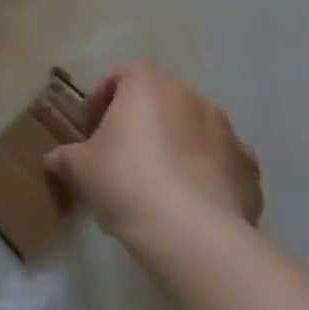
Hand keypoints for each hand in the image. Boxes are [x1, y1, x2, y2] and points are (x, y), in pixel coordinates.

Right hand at [44, 62, 261, 250]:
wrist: (194, 235)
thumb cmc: (126, 182)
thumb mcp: (77, 168)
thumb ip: (64, 156)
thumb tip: (56, 160)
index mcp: (148, 86)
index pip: (125, 74)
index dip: (106, 97)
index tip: (94, 126)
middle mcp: (192, 98)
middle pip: (162, 100)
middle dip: (143, 121)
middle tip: (123, 153)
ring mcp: (229, 134)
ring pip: (195, 131)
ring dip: (178, 146)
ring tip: (160, 183)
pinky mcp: (251, 172)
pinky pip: (222, 164)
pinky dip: (208, 175)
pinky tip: (192, 204)